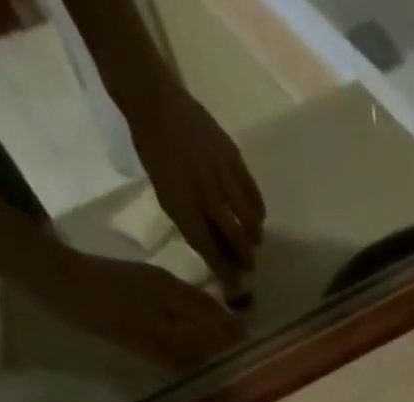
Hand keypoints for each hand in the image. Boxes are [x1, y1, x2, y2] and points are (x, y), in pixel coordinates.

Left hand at [46, 251, 242, 368]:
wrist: (48, 273)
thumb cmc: (92, 307)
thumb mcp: (135, 335)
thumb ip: (175, 351)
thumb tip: (211, 368)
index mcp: (173, 296)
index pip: (216, 319)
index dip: (234, 339)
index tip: (253, 358)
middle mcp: (170, 286)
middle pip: (210, 312)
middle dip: (228, 333)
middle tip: (242, 358)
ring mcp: (154, 283)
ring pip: (196, 307)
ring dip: (212, 327)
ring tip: (222, 351)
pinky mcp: (140, 285)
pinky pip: (180, 304)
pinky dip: (193, 321)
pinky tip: (191, 336)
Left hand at [126, 82, 264, 293]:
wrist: (155, 102)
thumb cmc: (155, 154)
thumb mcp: (165, 195)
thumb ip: (191, 224)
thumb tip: (217, 251)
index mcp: (182, 204)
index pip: (209, 249)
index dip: (224, 271)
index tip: (235, 287)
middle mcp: (205, 193)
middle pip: (235, 238)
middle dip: (245, 258)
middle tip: (248, 266)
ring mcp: (222, 175)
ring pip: (250, 220)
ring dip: (253, 237)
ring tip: (252, 241)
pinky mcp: (234, 159)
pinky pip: (254, 195)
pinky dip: (258, 211)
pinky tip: (255, 217)